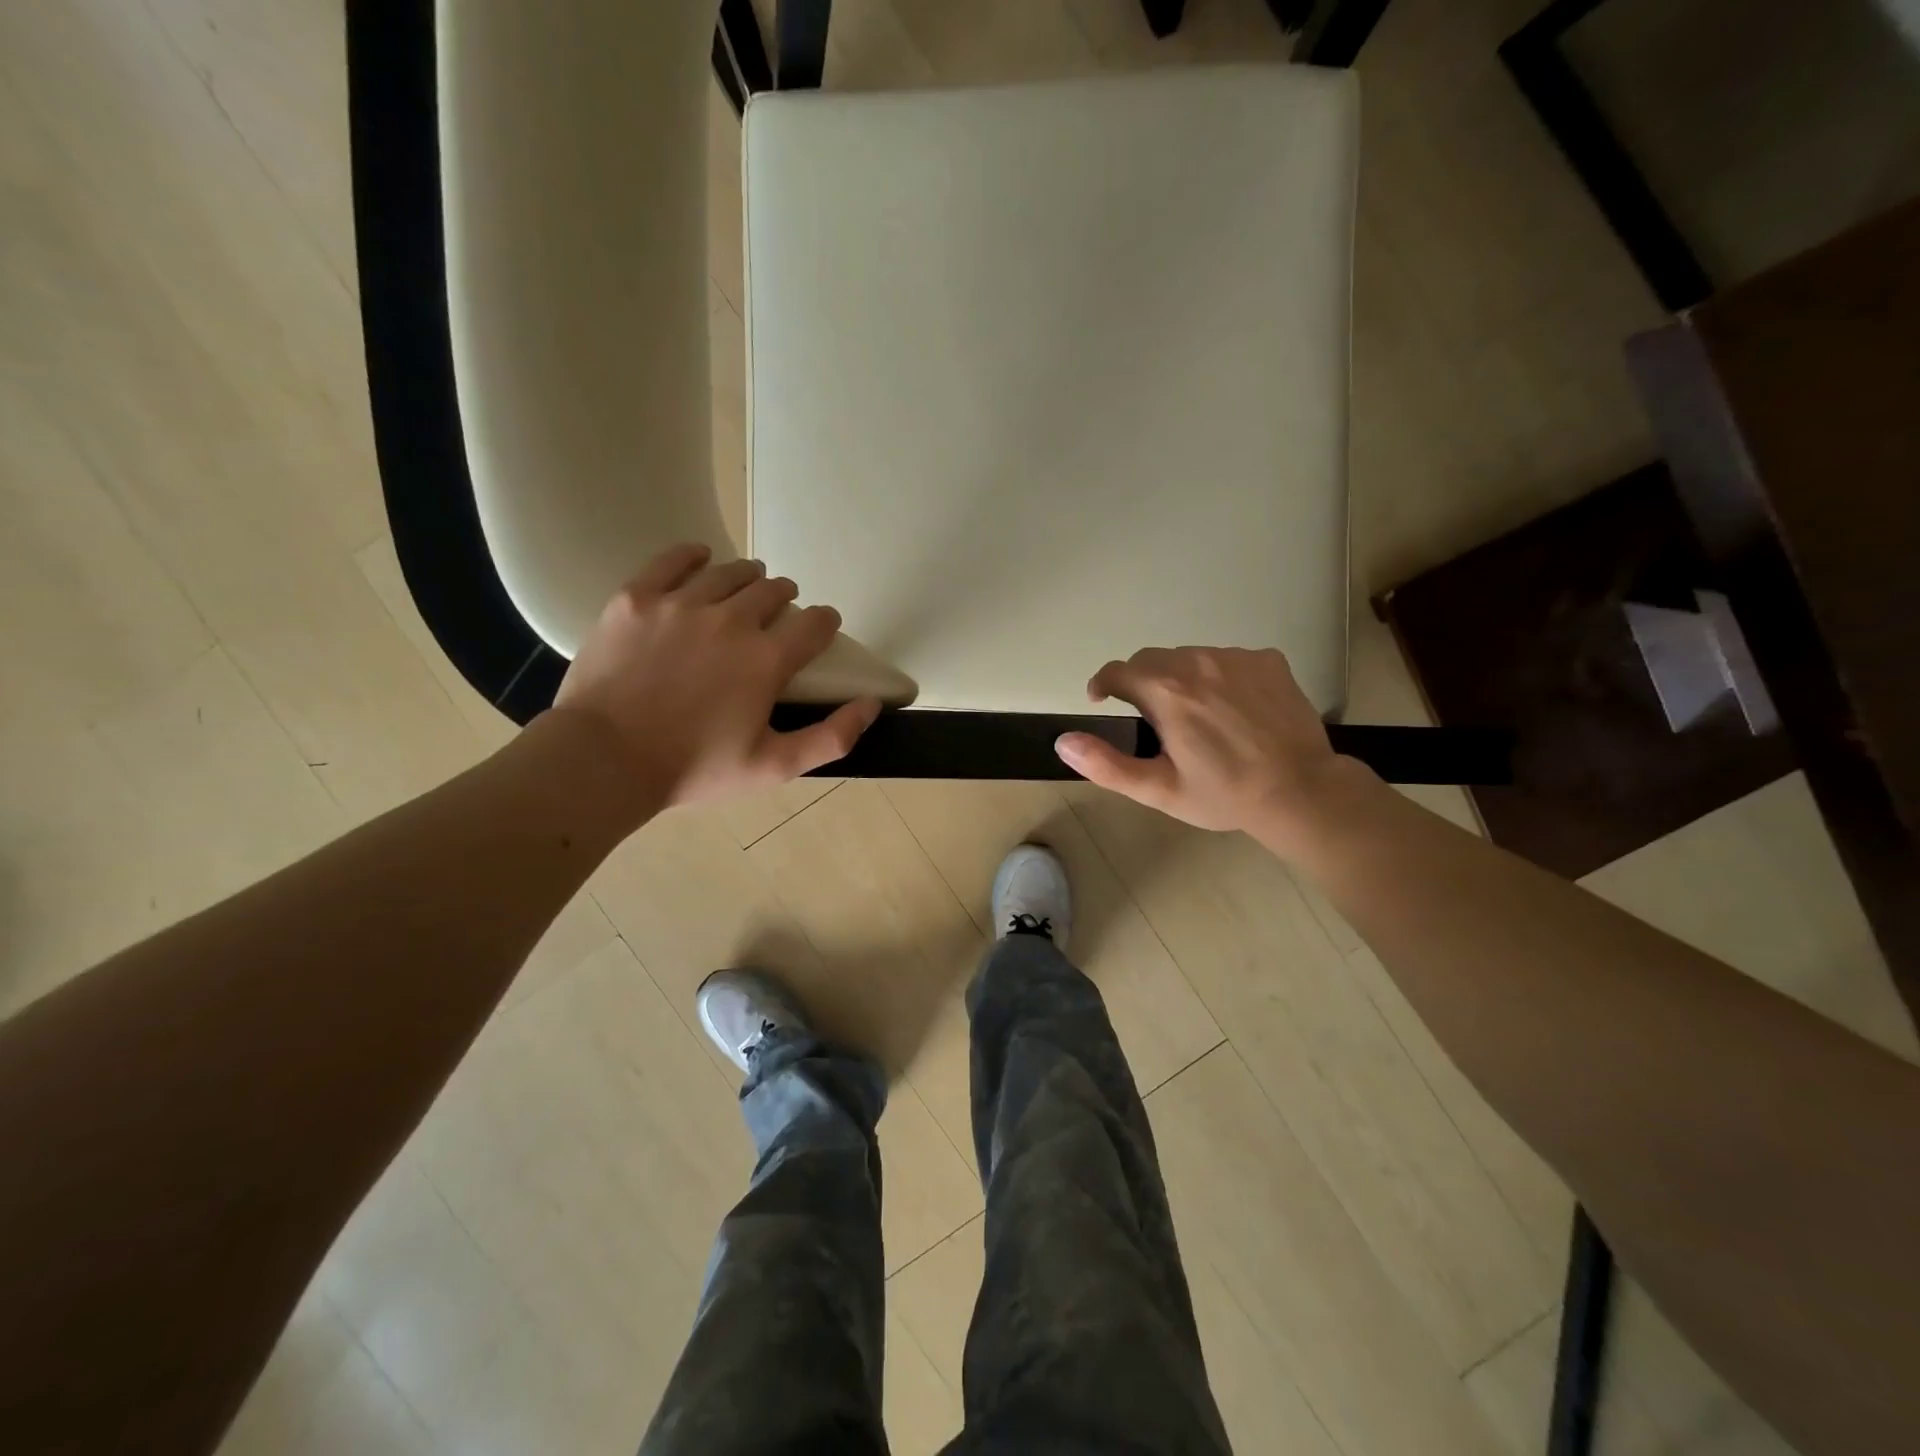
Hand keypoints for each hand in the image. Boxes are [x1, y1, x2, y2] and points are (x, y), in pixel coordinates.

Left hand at [552, 544, 879, 809]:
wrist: (604, 760)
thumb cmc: (694, 768)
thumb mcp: (773, 767)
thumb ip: (832, 737)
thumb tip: (871, 705)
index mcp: (766, 660)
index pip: (815, 624)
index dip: (825, 622)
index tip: (823, 626)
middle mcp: (731, 620)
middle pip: (773, 591)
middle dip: (785, 599)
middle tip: (780, 611)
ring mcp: (681, 604)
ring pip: (729, 573)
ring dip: (748, 577)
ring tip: (748, 584)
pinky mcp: (637, 598)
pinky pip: (672, 560)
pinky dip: (694, 555)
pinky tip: (702, 557)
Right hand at [1054, 646, 1366, 843]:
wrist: (1301, 791)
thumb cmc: (1223, 794)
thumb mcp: (1158, 790)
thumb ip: (1105, 764)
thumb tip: (1063, 742)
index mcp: (1166, 692)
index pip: (1118, 670)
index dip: (1103, 684)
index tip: (1101, 700)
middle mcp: (1198, 662)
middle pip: (1152, 659)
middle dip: (1141, 681)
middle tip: (1151, 716)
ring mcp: (1236, 657)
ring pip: (1189, 657)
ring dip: (1180, 677)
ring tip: (1195, 714)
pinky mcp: (1267, 660)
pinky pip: (1227, 659)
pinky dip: (1218, 676)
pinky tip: (1232, 708)